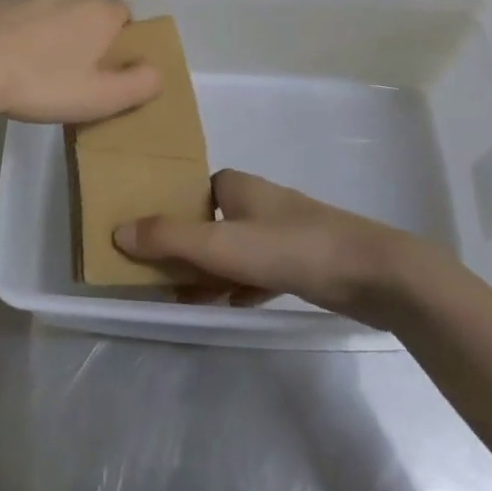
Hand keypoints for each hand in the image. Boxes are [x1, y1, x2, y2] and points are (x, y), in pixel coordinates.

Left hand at [0, 0, 162, 124]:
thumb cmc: (39, 82)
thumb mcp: (98, 98)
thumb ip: (137, 85)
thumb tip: (157, 73)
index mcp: (97, 12)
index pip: (125, 14)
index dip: (122, 38)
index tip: (109, 66)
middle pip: (88, 11)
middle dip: (86, 35)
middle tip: (73, 72)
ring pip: (52, 10)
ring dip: (52, 32)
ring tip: (36, 67)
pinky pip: (19, 14)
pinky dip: (20, 30)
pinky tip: (5, 58)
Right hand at [114, 170, 420, 328]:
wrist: (374, 273)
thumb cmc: (293, 247)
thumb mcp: (223, 244)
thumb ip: (170, 238)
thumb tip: (117, 231)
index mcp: (238, 186)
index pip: (193, 190)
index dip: (168, 210)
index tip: (145, 237)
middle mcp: (259, 202)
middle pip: (210, 221)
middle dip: (185, 247)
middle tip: (157, 276)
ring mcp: (284, 232)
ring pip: (234, 249)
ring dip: (210, 272)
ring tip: (182, 298)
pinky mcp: (303, 261)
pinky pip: (259, 271)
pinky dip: (240, 286)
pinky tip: (230, 305)